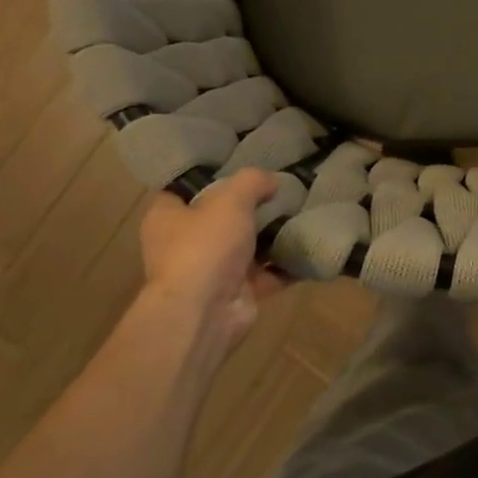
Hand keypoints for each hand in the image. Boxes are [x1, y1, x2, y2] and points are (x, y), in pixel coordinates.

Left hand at [136, 169, 287, 357]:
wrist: (205, 312)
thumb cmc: (205, 246)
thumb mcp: (230, 199)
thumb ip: (252, 182)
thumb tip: (272, 180)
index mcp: (166, 218)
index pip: (184, 189)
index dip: (209, 176)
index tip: (239, 164)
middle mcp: (184, 244)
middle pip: (219, 217)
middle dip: (250, 206)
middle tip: (280, 187)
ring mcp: (211, 271)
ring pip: (246, 247)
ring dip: (271, 235)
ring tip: (302, 211)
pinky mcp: (237, 293)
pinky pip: (267, 274)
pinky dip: (286, 264)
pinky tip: (310, 245)